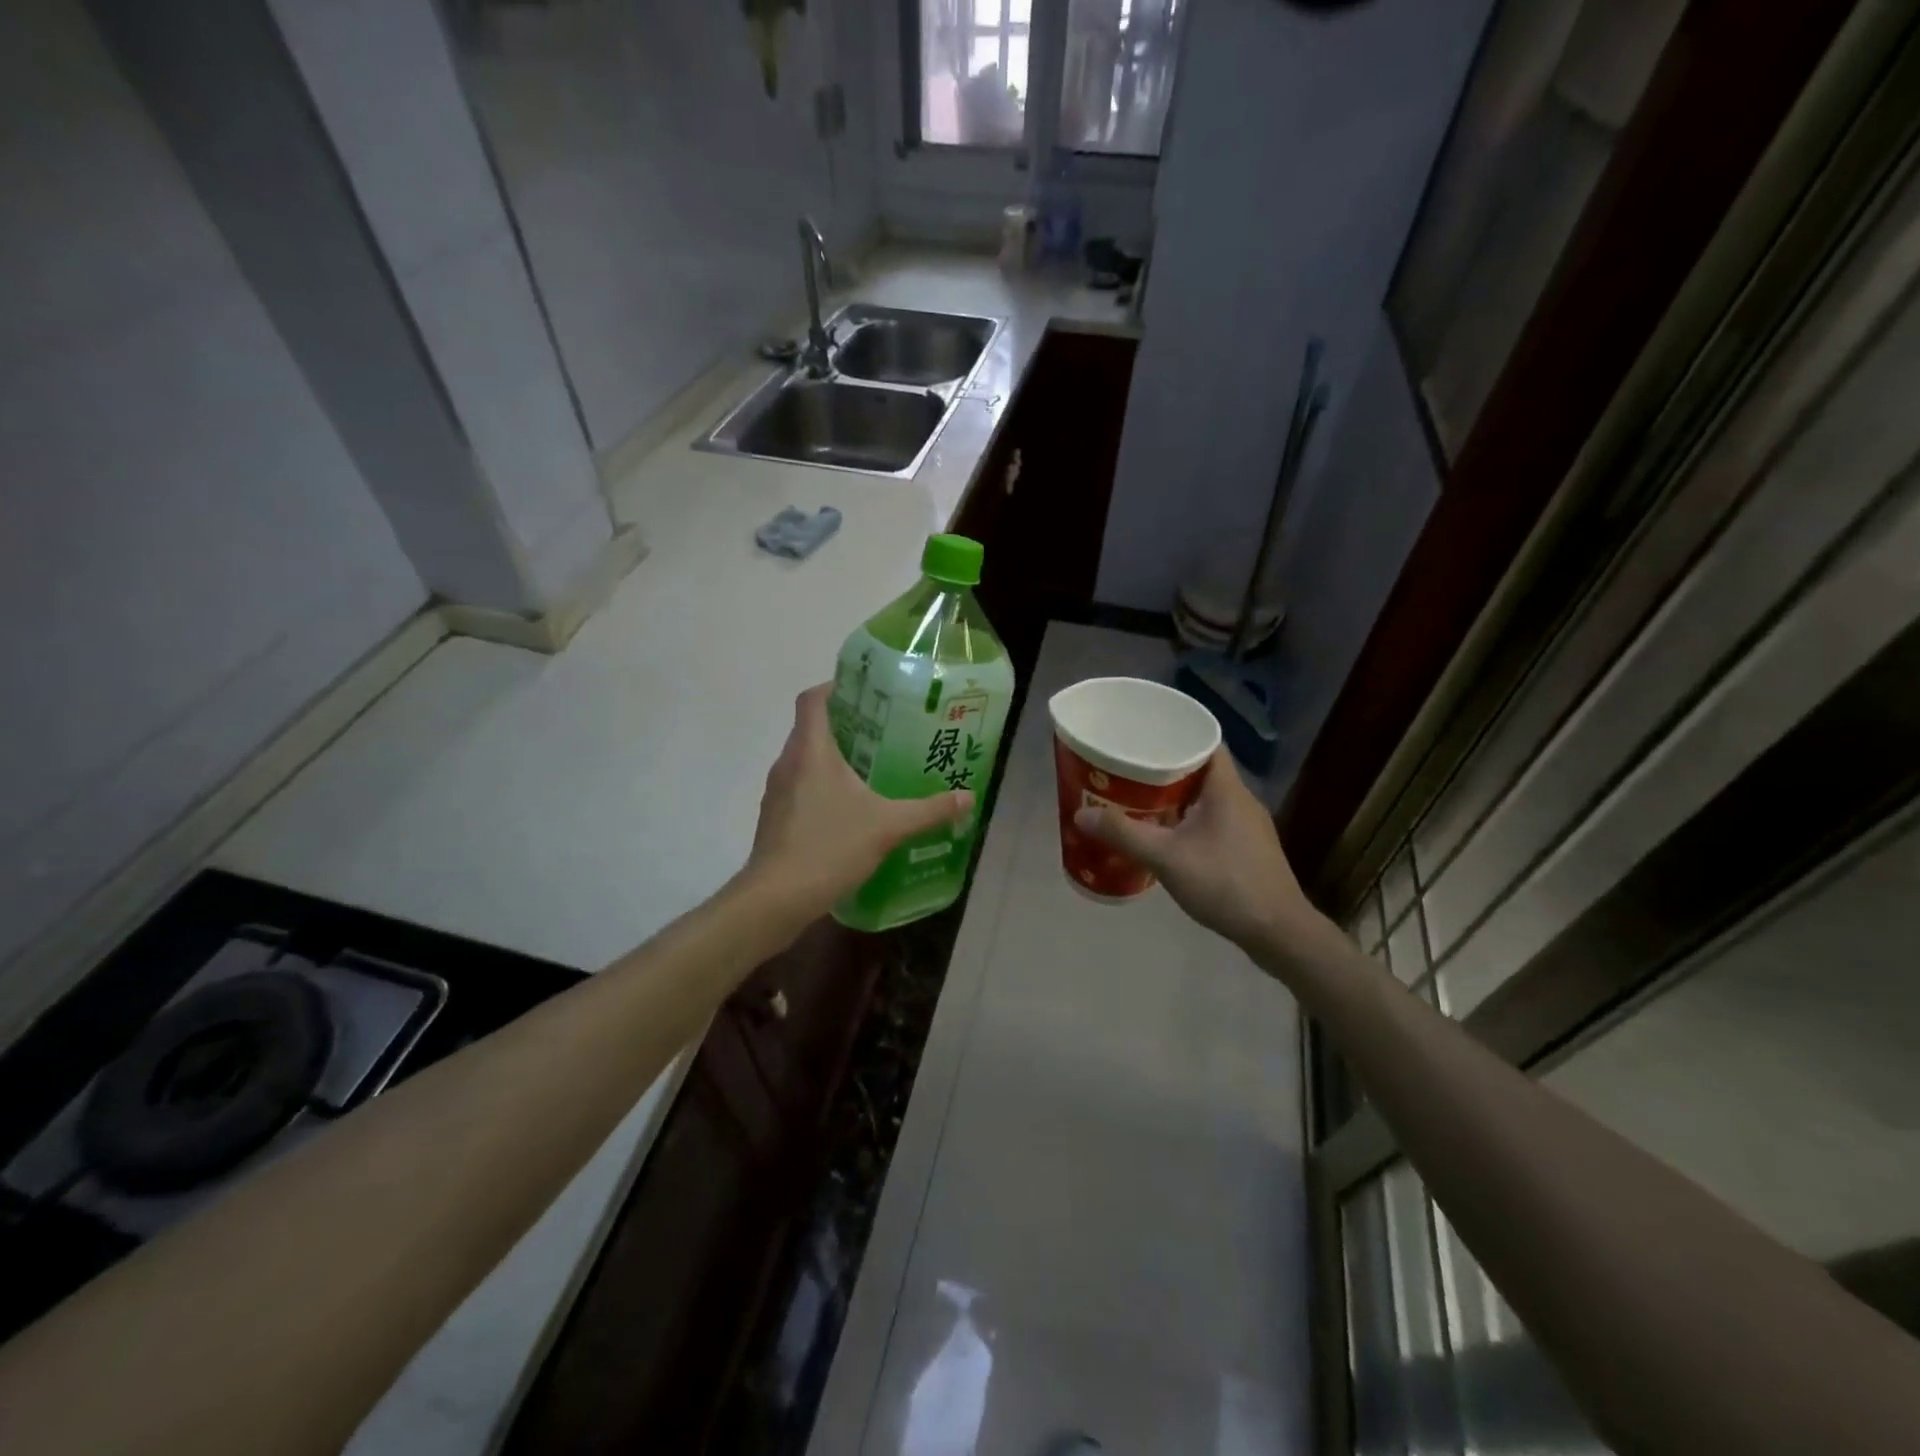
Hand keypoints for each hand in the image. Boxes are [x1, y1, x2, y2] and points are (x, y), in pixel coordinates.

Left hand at [744, 684, 974, 919]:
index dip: (836, 686)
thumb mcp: (888, 826)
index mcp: (811, 751)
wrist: (775, 899)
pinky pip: (801, 787)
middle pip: (812, 727)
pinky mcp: (776, 818)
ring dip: (835, 758)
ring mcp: (777, 792)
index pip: (812, 699)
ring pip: (806, 759)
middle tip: (886, 732)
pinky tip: (852, 809)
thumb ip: (929, 810)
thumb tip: (967, 797)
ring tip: (874, 769)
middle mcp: (788, 763)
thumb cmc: (829, 847)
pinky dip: (824, 786)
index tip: (868, 692)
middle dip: (847, 724)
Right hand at [1074, 746, 1325, 951]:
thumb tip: (1081, 815)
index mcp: (1226, 788)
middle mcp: (1240, 799)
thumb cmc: (1225, 884)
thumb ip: (1124, 834)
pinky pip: (1212, 818)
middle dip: (1165, 766)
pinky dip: (1187, 817)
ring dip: (1175, 794)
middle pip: (1201, 768)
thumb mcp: (1167, 858)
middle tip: (1128, 767)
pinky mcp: (1247, 847)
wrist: (1278, 931)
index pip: (1205, 740)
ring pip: (1206, 796)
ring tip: (1137, 797)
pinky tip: (1165, 833)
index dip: (1176, 732)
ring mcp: (1247, 825)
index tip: (1143, 734)